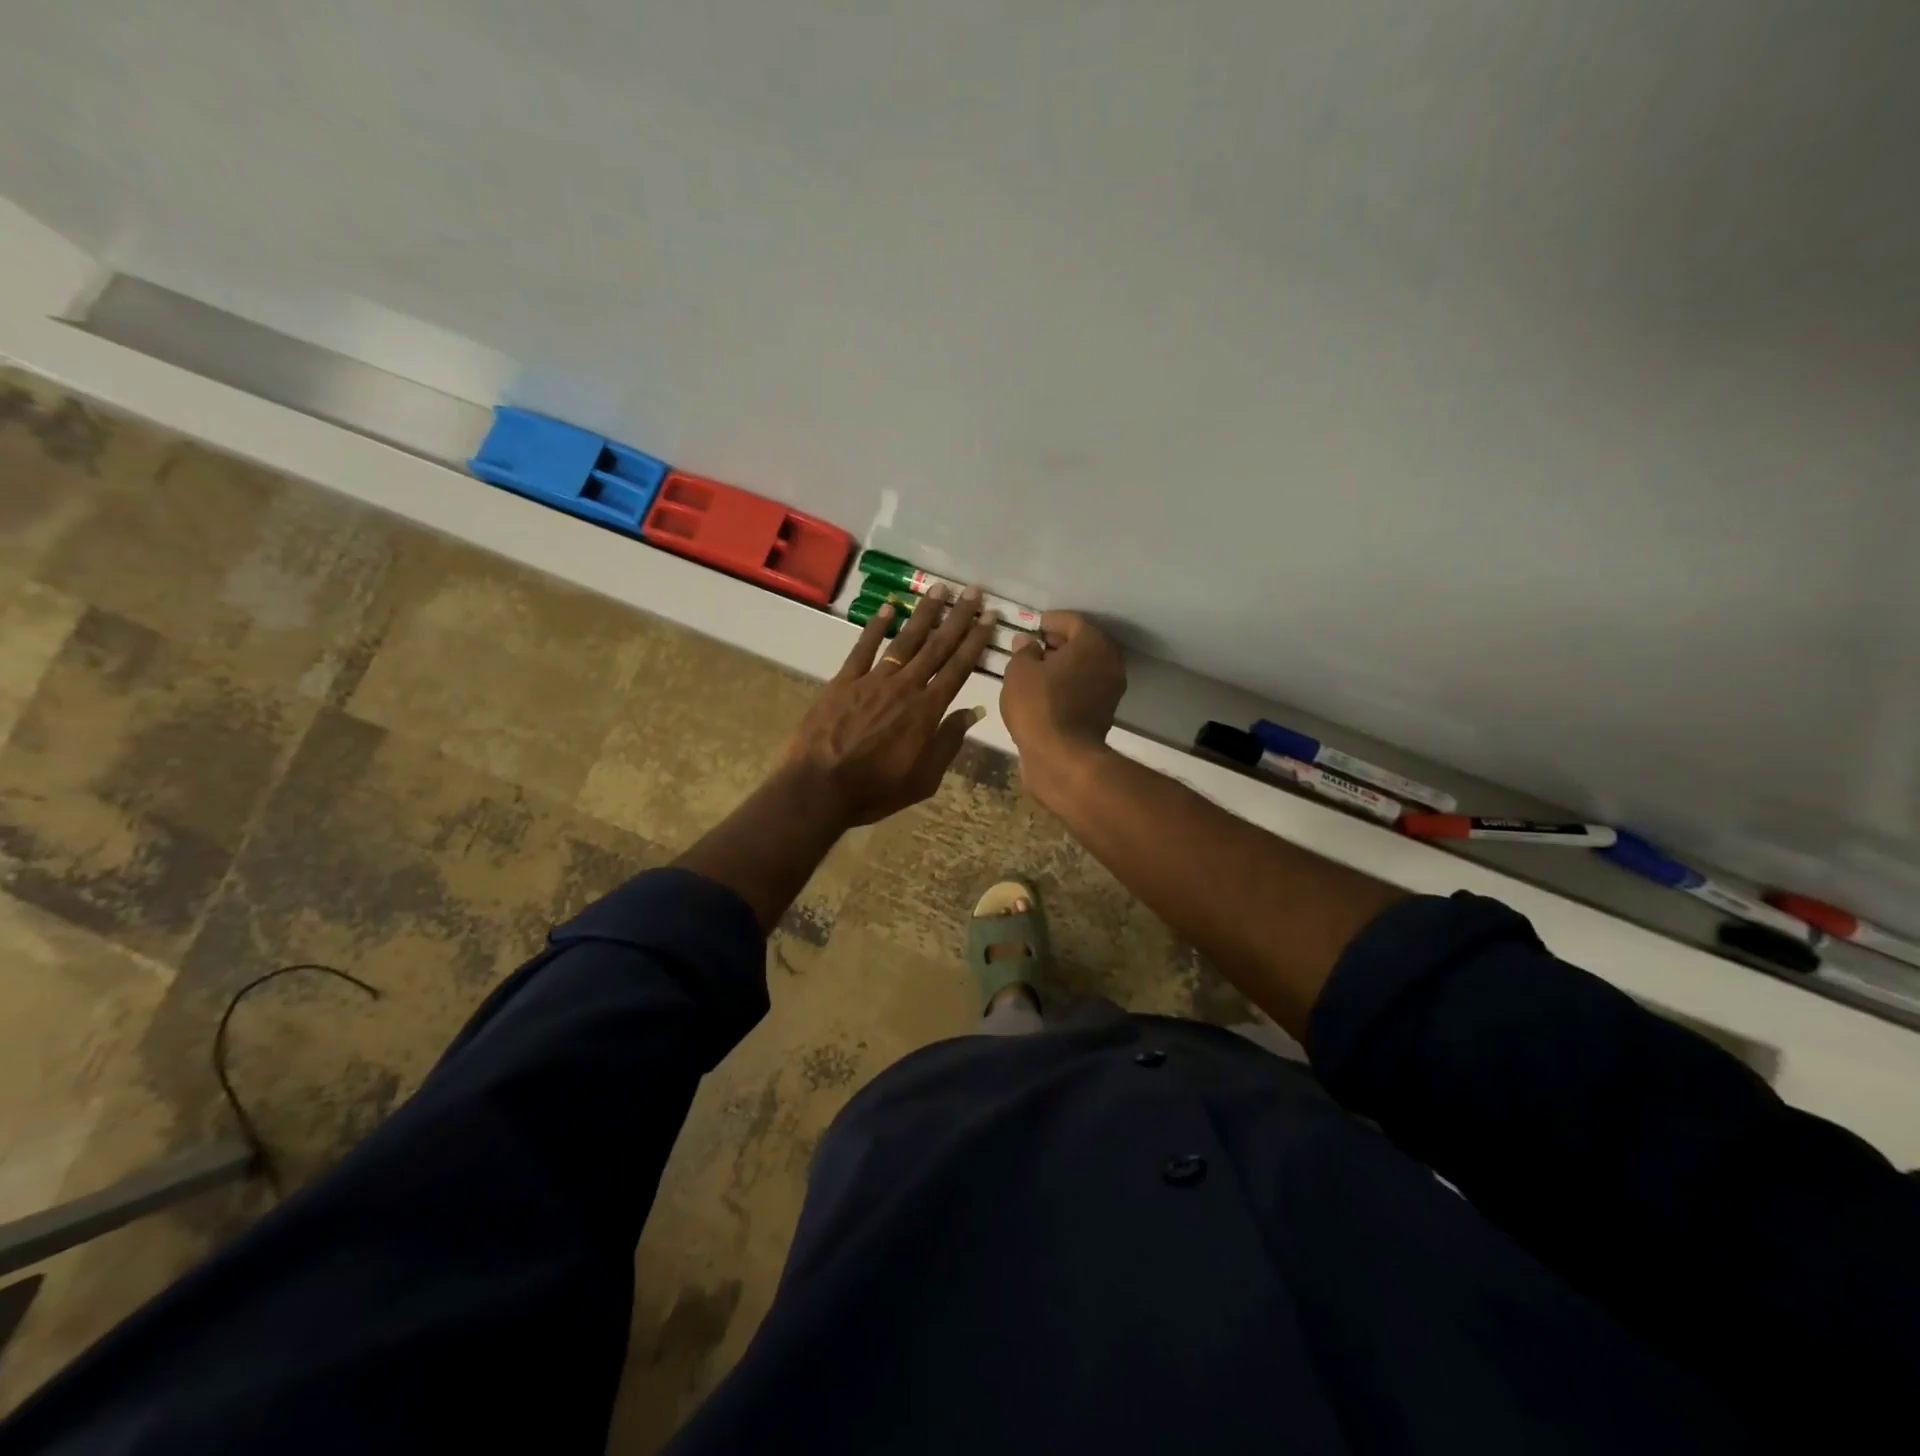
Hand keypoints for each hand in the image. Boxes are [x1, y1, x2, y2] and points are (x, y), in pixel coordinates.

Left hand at [783, 585, 998, 826]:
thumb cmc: (875, 790)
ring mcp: (873, 680)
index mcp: (927, 711)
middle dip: (957, 618)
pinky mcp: (844, 681)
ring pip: (904, 640)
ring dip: (923, 614)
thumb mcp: (923, 779)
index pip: (958, 668)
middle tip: (973, 592)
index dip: (976, 641)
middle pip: (936, 646)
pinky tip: (887, 608)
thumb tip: (972, 712)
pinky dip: (875, 626)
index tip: (989, 618)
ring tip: (939, 589)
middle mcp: (905, 687)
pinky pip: (863, 648)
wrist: (819, 788)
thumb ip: (948, 742)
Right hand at [1000, 611, 1126, 804]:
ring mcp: (1111, 689)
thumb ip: (1024, 651)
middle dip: (1060, 642)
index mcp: (1093, 643)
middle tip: (1035, 645)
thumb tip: (1027, 642)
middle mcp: (1109, 661)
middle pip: (1084, 643)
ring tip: (1037, 670)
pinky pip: (1085, 687)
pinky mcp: (1105, 712)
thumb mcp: (1019, 671)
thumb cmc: (1039, 705)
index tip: (1034, 625)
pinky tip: (1047, 691)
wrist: (1062, 756)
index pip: (1072, 621)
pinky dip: (1069, 684)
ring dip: (1065, 665)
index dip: (1051, 621)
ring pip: (1086, 667)